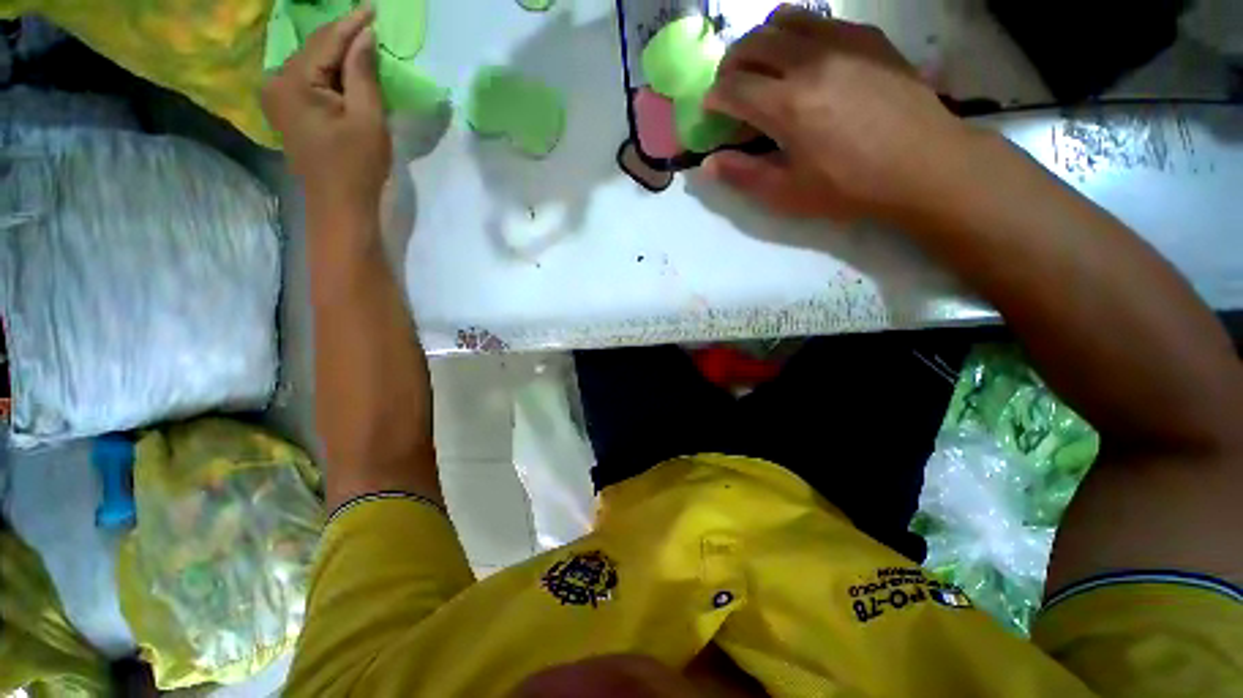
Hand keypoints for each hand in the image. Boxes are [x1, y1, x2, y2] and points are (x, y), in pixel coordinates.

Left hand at [261, 8, 391, 218]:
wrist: (340, 205)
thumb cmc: (357, 165)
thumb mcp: (368, 118)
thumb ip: (363, 73)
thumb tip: (366, 37)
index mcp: (292, 81)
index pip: (326, 41)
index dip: (352, 24)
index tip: (373, 9)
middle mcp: (276, 81)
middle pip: (316, 50)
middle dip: (344, 39)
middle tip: (371, 28)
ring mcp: (277, 96)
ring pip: (313, 64)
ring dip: (338, 56)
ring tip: (363, 47)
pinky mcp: (285, 109)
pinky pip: (309, 80)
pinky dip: (330, 74)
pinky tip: (347, 72)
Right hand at [703, 5, 973, 220]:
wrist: (923, 165)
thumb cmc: (849, 187)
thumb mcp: (787, 193)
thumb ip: (743, 175)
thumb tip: (708, 164)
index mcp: (787, 105)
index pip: (732, 88)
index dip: (713, 98)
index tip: (711, 110)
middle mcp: (810, 61)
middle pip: (753, 43)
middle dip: (731, 64)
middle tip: (731, 87)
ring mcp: (843, 42)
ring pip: (786, 20)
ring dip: (762, 40)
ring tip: (763, 66)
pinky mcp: (868, 38)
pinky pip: (821, 20)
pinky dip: (799, 34)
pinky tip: (804, 60)